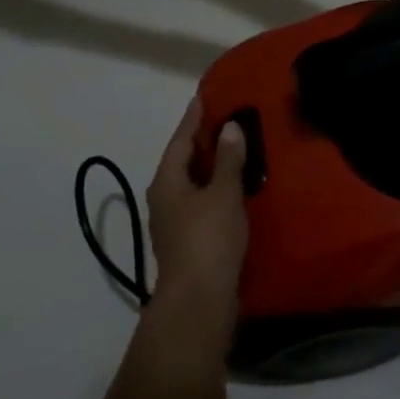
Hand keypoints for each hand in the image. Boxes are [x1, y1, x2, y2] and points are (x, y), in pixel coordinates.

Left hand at [145, 98, 249, 334]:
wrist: (198, 301)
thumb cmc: (208, 239)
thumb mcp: (223, 193)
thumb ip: (228, 160)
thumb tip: (230, 127)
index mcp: (167, 181)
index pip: (180, 139)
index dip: (193, 118)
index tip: (203, 96)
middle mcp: (165, 198)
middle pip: (183, 161)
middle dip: (202, 141)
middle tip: (224, 118)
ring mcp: (174, 223)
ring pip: (192, 183)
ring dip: (210, 166)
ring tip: (233, 148)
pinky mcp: (188, 242)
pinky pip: (202, 202)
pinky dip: (216, 189)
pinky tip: (234, 188)